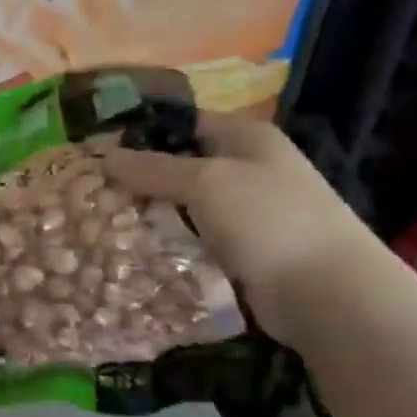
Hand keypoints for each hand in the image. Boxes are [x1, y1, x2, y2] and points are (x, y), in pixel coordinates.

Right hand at [98, 114, 384, 344]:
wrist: (328, 294)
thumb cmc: (269, 221)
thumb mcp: (206, 182)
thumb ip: (153, 168)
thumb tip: (104, 156)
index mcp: (245, 138)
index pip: (181, 123)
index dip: (139, 133)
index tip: (94, 152)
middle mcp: (245, 169)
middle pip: (177, 166)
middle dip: (136, 179)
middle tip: (89, 193)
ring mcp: (244, 213)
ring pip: (181, 207)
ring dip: (147, 215)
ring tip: (100, 223)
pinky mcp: (238, 251)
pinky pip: (190, 240)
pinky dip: (165, 244)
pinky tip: (132, 251)